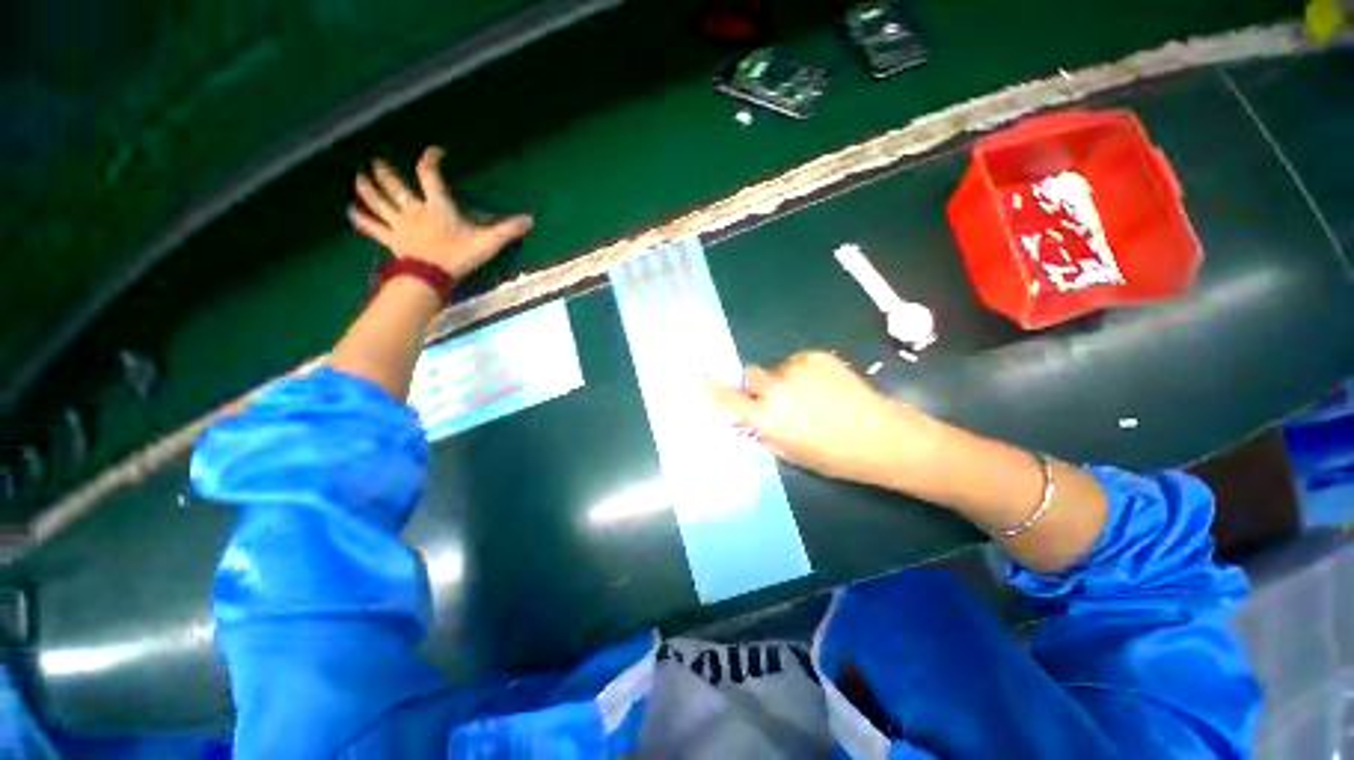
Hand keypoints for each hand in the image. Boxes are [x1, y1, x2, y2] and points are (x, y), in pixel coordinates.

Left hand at [348, 146, 533, 279]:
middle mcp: (413, 210)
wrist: (432, 277)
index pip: (429, 175)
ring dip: (367, 189)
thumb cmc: (459, 257)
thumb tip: (530, 220)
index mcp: (436, 206)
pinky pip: (372, 227)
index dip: (430, 160)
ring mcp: (399, 225)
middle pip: (395, 186)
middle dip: (385, 172)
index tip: (434, 152)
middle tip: (376, 161)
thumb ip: (506, 231)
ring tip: (358, 177)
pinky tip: (350, 211)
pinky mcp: (391, 239)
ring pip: (378, 202)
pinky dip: (360, 219)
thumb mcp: (487, 243)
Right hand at [707, 351, 938, 487]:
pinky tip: (824, 385)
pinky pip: (798, 360)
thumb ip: (767, 431)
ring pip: (777, 368)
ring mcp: (796, 368)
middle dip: (758, 385)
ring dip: (784, 378)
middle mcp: (776, 389)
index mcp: (767, 418)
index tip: (702, 379)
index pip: (729, 400)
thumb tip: (755, 417)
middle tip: (777, 397)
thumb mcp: (792, 452)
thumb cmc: (834, 456)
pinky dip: (803, 370)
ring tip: (811, 394)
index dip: (714, 389)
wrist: (881, 436)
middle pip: (751, 375)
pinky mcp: (817, 356)